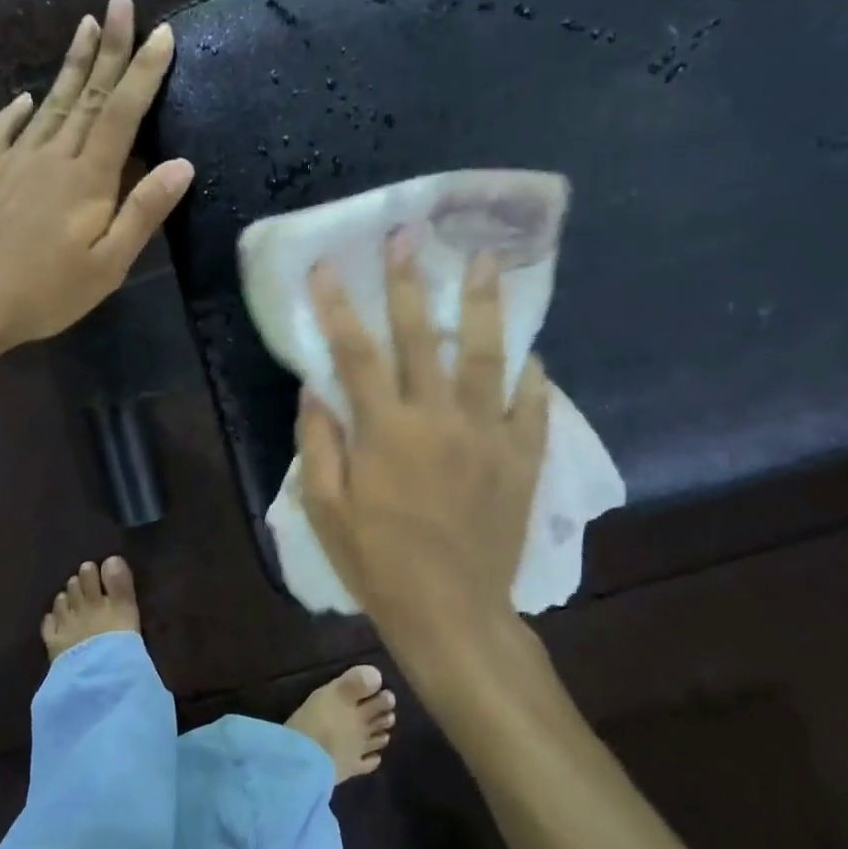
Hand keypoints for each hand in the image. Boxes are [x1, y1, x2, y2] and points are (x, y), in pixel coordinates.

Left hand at [0, 0, 192, 355]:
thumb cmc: (43, 292)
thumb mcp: (107, 266)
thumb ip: (143, 212)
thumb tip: (181, 164)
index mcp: (87, 178)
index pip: (122, 112)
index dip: (144, 72)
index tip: (161, 32)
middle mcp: (51, 155)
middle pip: (86, 94)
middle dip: (110, 47)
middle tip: (120, 1)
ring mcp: (11, 158)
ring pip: (48, 102)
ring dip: (70, 64)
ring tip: (86, 26)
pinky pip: (3, 128)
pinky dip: (16, 109)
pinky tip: (23, 97)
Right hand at [298, 231, 549, 642]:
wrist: (452, 612)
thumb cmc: (379, 564)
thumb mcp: (327, 511)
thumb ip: (319, 445)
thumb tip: (314, 390)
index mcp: (386, 431)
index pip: (355, 353)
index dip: (338, 307)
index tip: (328, 267)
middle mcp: (439, 419)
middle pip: (421, 337)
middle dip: (410, 283)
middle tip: (408, 236)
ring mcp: (488, 435)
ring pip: (487, 355)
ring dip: (483, 304)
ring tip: (486, 261)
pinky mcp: (522, 458)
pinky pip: (533, 404)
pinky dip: (532, 374)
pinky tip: (530, 352)